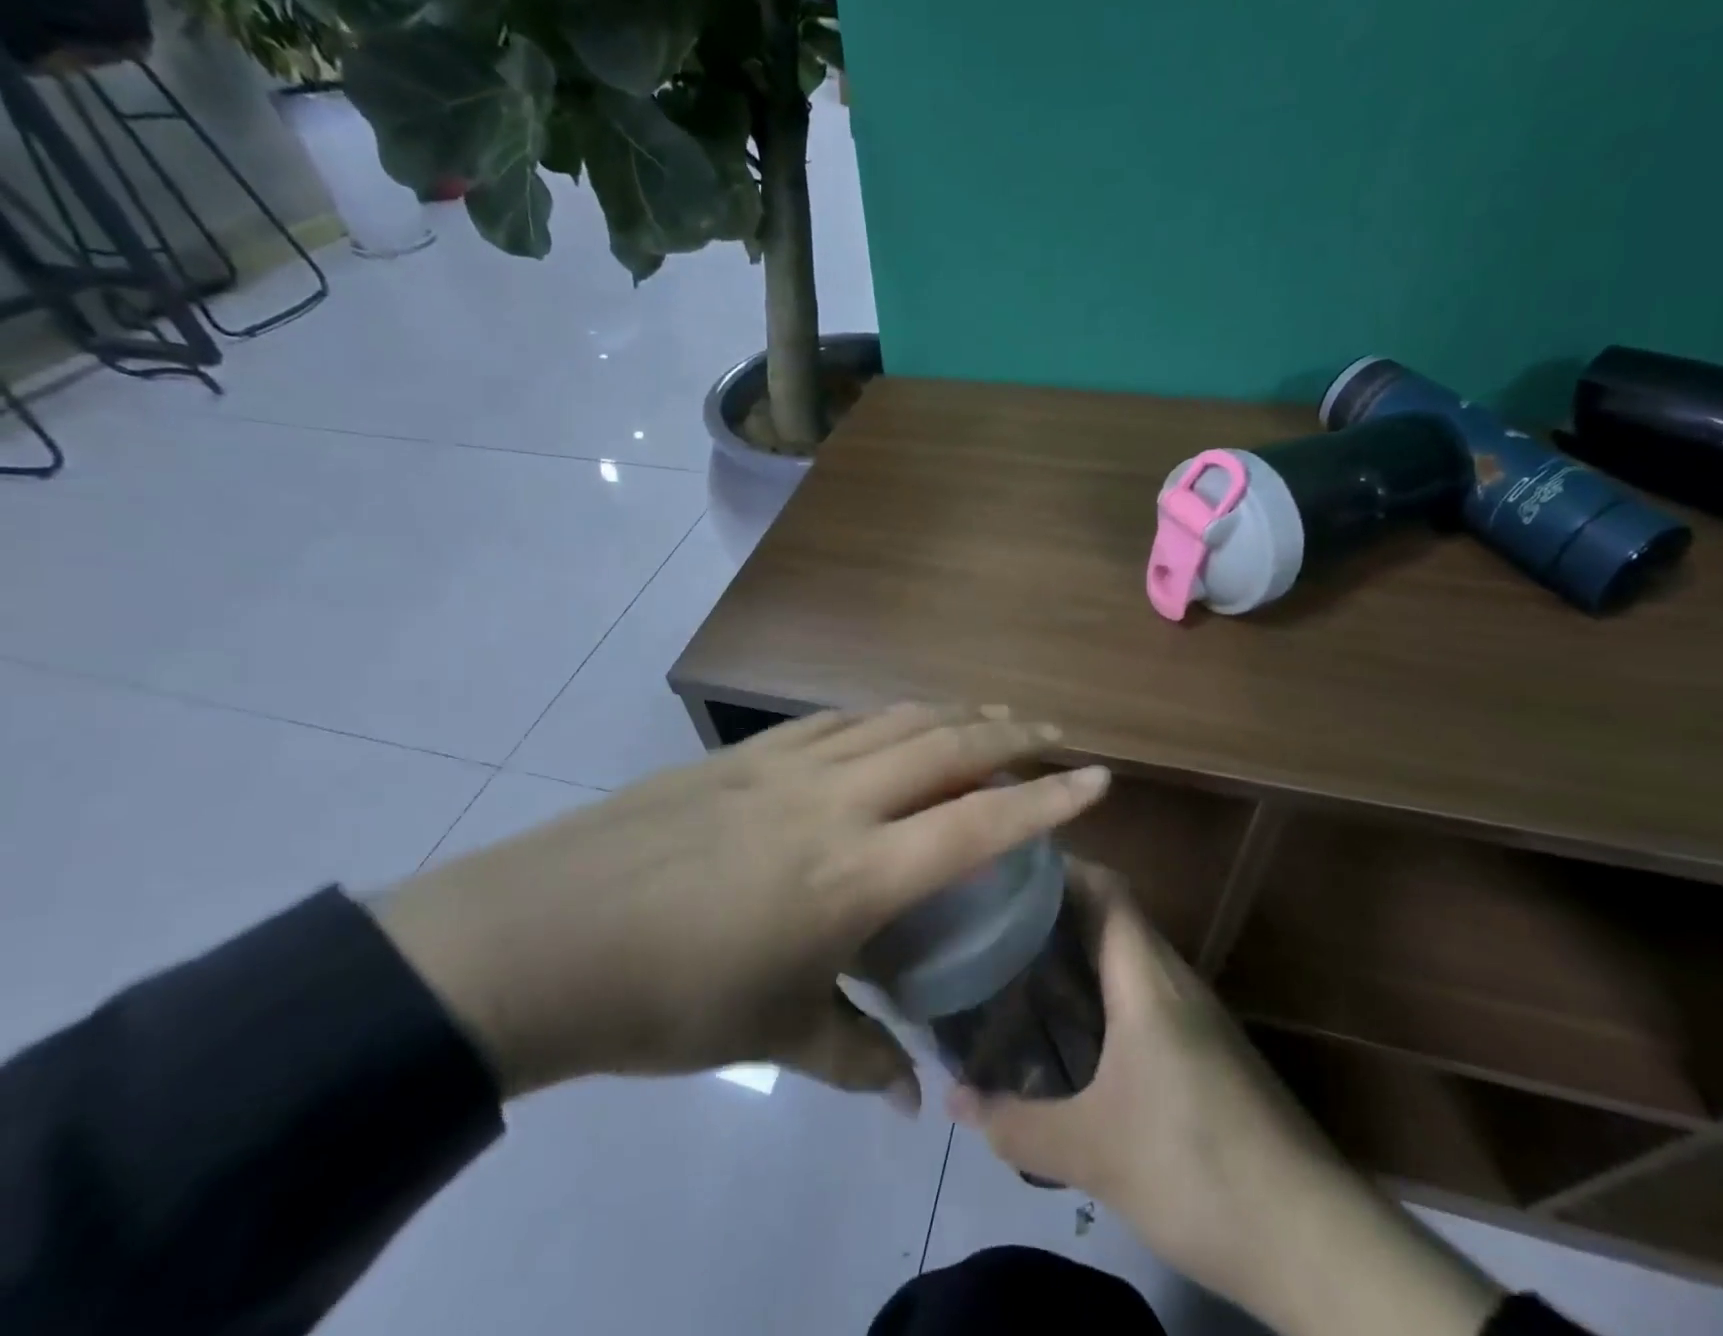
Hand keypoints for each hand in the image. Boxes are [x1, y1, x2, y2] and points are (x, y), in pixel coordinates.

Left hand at [373, 704, 1110, 1105]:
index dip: (1046, 798)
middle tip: (1055, 732)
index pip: (978, 824)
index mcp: (855, 874)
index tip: (1098, 778)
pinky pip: (839, 720)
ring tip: (991, 716)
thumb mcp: (772, 1035)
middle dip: (1012, 732)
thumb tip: (905, 1093)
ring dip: (952, 713)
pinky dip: (885, 715)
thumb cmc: (668, 997)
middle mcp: (836, 801)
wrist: (540, 936)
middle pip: (946, 745)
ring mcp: (789, 765)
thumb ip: (851, 1054)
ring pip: (895, 719)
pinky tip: (894, 723)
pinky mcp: (747, 752)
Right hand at [950, 868, 1333, 1302]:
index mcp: (1146, 977)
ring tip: (1022, 967)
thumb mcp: (1091, 1152)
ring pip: (1130, 955)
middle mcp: (1174, 978)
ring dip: (1081, 952)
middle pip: (1113, 915)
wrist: (1312, 1238)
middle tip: (996, 922)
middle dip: (1056, 910)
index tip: (1007, 871)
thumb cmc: (1194, 1167)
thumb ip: (1016, 1123)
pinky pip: (1145, 991)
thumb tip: (952, 1099)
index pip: (1106, 887)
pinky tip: (1075, 1030)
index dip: (1060, 867)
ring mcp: (1197, 1013)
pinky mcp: (1208, 1047)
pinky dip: (1105, 989)